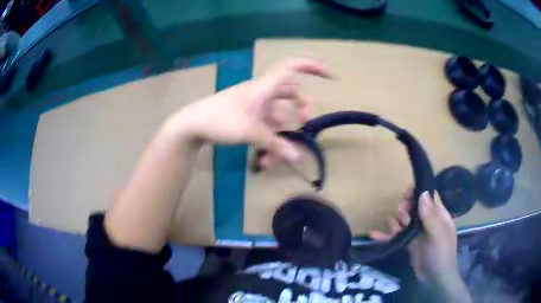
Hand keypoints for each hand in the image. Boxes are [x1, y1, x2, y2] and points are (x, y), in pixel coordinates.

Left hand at [169, 58, 331, 161]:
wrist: (192, 124)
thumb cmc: (220, 120)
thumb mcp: (250, 132)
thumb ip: (275, 145)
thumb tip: (298, 157)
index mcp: (265, 87)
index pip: (292, 68)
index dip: (313, 68)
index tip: (331, 78)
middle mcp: (263, 93)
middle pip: (291, 95)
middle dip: (301, 111)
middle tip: (305, 126)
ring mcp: (255, 105)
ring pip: (278, 117)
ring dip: (280, 137)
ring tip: (274, 160)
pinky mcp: (248, 116)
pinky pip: (266, 126)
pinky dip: (268, 140)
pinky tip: (264, 160)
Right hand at [369, 190, 458, 285]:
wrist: (434, 279)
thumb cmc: (441, 255)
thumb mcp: (438, 235)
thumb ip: (430, 216)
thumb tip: (423, 193)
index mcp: (438, 215)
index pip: (428, 197)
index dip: (417, 193)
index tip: (406, 196)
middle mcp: (427, 221)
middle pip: (412, 208)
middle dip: (404, 210)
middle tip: (402, 218)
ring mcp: (417, 233)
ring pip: (403, 221)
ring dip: (395, 222)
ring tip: (396, 230)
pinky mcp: (408, 244)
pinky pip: (396, 236)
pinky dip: (386, 236)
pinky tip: (373, 234)